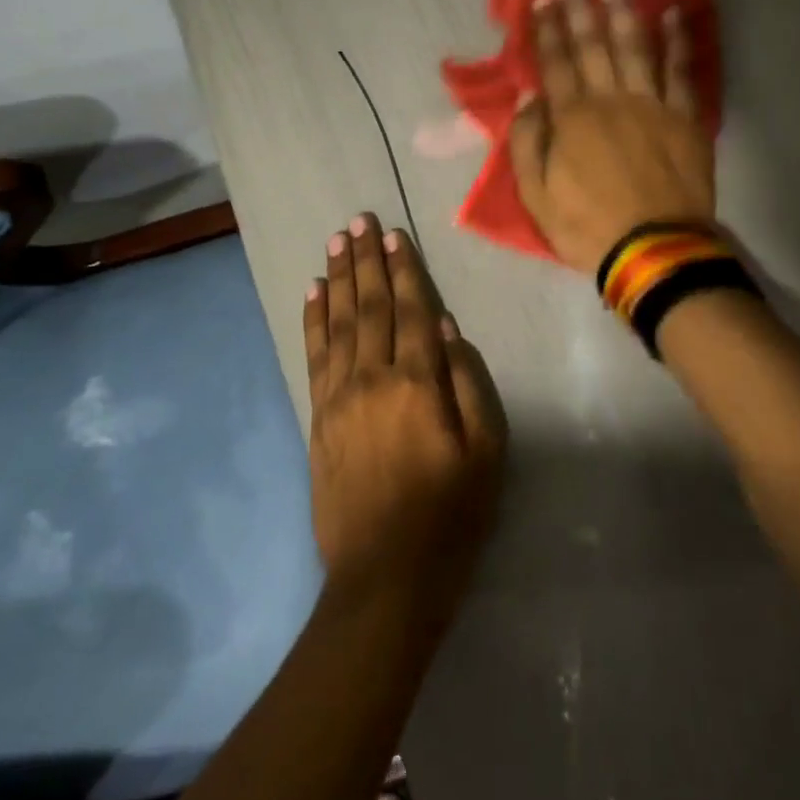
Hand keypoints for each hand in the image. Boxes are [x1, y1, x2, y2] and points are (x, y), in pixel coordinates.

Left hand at [303, 214, 506, 623]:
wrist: (384, 579)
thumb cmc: (450, 516)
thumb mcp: (487, 454)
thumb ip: (468, 384)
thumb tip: (445, 329)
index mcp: (417, 384)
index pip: (410, 312)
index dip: (403, 271)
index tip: (394, 235)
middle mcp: (372, 379)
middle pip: (369, 307)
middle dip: (365, 261)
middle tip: (358, 220)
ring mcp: (339, 398)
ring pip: (338, 324)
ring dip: (338, 279)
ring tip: (336, 242)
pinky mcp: (318, 418)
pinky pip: (314, 356)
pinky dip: (313, 320)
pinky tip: (313, 294)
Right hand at [509, 0, 715, 273]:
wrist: (654, 252)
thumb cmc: (587, 227)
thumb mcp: (536, 195)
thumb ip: (527, 142)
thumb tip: (528, 97)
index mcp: (571, 118)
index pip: (555, 63)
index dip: (547, 29)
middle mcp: (611, 100)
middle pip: (594, 45)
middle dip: (581, 9)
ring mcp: (652, 106)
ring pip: (636, 48)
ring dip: (625, 14)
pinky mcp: (685, 119)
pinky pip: (682, 71)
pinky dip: (679, 42)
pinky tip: (675, 16)